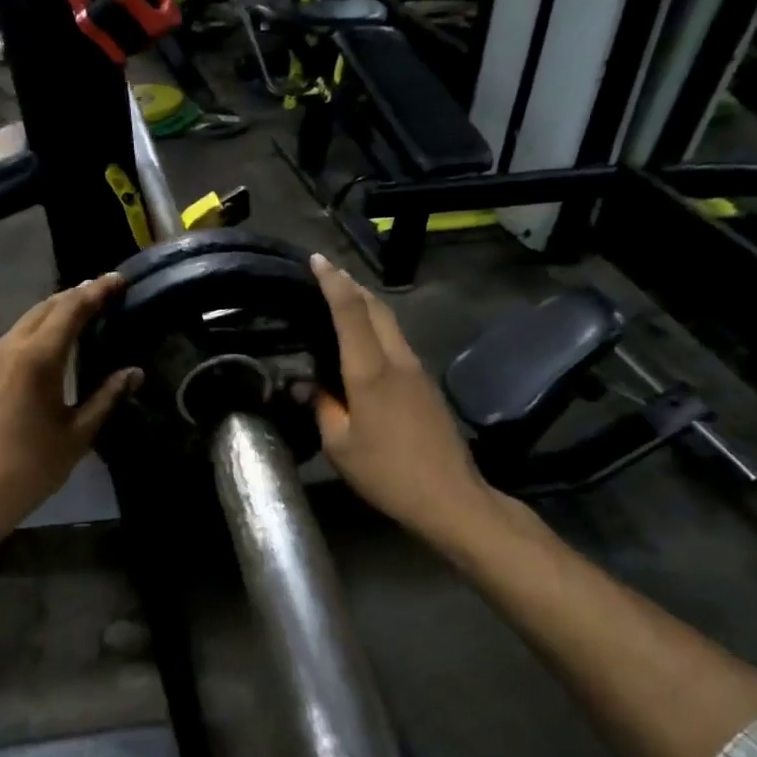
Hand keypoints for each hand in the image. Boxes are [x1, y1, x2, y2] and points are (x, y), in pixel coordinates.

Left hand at [0, 276, 140, 548]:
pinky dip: (36, 330)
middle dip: (75, 295)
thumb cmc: (30, 469)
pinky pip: (11, 339)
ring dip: (54, 311)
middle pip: (45, 307)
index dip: (96, 291)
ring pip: (25, 321)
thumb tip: (134, 372)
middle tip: (104, 292)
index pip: (71, 309)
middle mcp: (9, 348)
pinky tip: (49, 344)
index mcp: (37, 358)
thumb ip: (107, 397)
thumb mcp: (77, 435)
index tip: (118, 279)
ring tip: (81, 312)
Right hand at [308, 254, 487, 548]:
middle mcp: (397, 360)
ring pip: (390, 323)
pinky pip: (397, 342)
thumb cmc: (387, 473)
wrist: (450, 497)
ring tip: (340, 301)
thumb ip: (322, 407)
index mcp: (370, 372)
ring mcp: (417, 370)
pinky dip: (376, 328)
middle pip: (376, 307)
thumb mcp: (340, 446)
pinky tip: (363, 342)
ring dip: (366, 305)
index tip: (316, 260)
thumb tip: (306, 385)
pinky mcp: (426, 385)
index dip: (332, 282)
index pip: (350, 312)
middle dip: (351, 284)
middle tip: (326, 274)